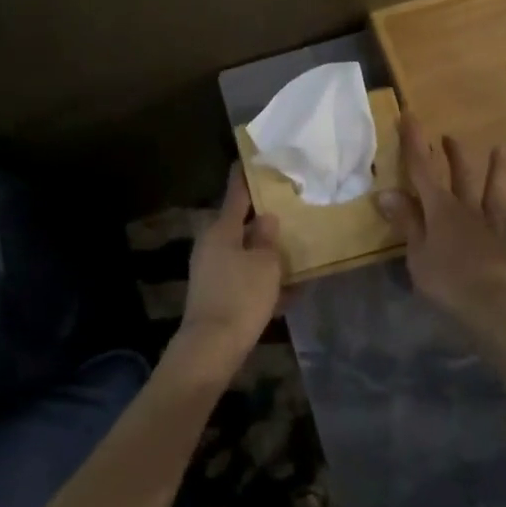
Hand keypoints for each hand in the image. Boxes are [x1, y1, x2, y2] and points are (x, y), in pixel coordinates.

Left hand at [173, 165, 283, 373]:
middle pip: (240, 224)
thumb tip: (267, 219)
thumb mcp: (265, 264)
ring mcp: (212, 270)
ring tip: (294, 248)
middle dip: (262, 218)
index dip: (245, 175)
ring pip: (244, 252)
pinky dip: (263, 280)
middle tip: (287, 207)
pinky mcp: (216, 294)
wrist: (212, 348)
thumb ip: (268, 238)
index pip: (236, 192)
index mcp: (222, 229)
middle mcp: (212, 244)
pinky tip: (290, 289)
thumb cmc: (241, 296)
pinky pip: (244, 279)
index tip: (252, 158)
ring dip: (265, 251)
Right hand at [376, 114, 505, 322]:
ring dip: (492, 169)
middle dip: (448, 153)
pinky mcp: (504, 241)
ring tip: (498, 150)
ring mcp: (487, 223)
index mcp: (439, 208)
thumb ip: (406, 221)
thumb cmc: (446, 279)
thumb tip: (387, 191)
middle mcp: (464, 207)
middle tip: (445, 136)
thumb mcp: (417, 252)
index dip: (414, 141)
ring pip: (489, 189)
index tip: (409, 116)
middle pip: (456, 174)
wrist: (491, 304)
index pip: (421, 168)